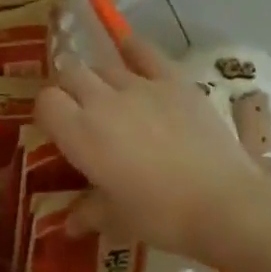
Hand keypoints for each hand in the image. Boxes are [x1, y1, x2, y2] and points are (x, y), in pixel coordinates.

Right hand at [35, 34, 266, 264]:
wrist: (224, 203)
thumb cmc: (160, 216)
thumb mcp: (116, 219)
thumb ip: (87, 213)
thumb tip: (70, 225)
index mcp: (80, 133)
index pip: (46, 102)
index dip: (47, 112)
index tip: (56, 128)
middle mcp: (102, 100)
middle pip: (70, 74)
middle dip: (68, 89)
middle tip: (79, 111)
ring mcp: (140, 86)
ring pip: (104, 66)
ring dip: (99, 78)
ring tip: (109, 96)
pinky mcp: (174, 81)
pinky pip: (145, 52)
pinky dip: (132, 48)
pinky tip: (128, 47)